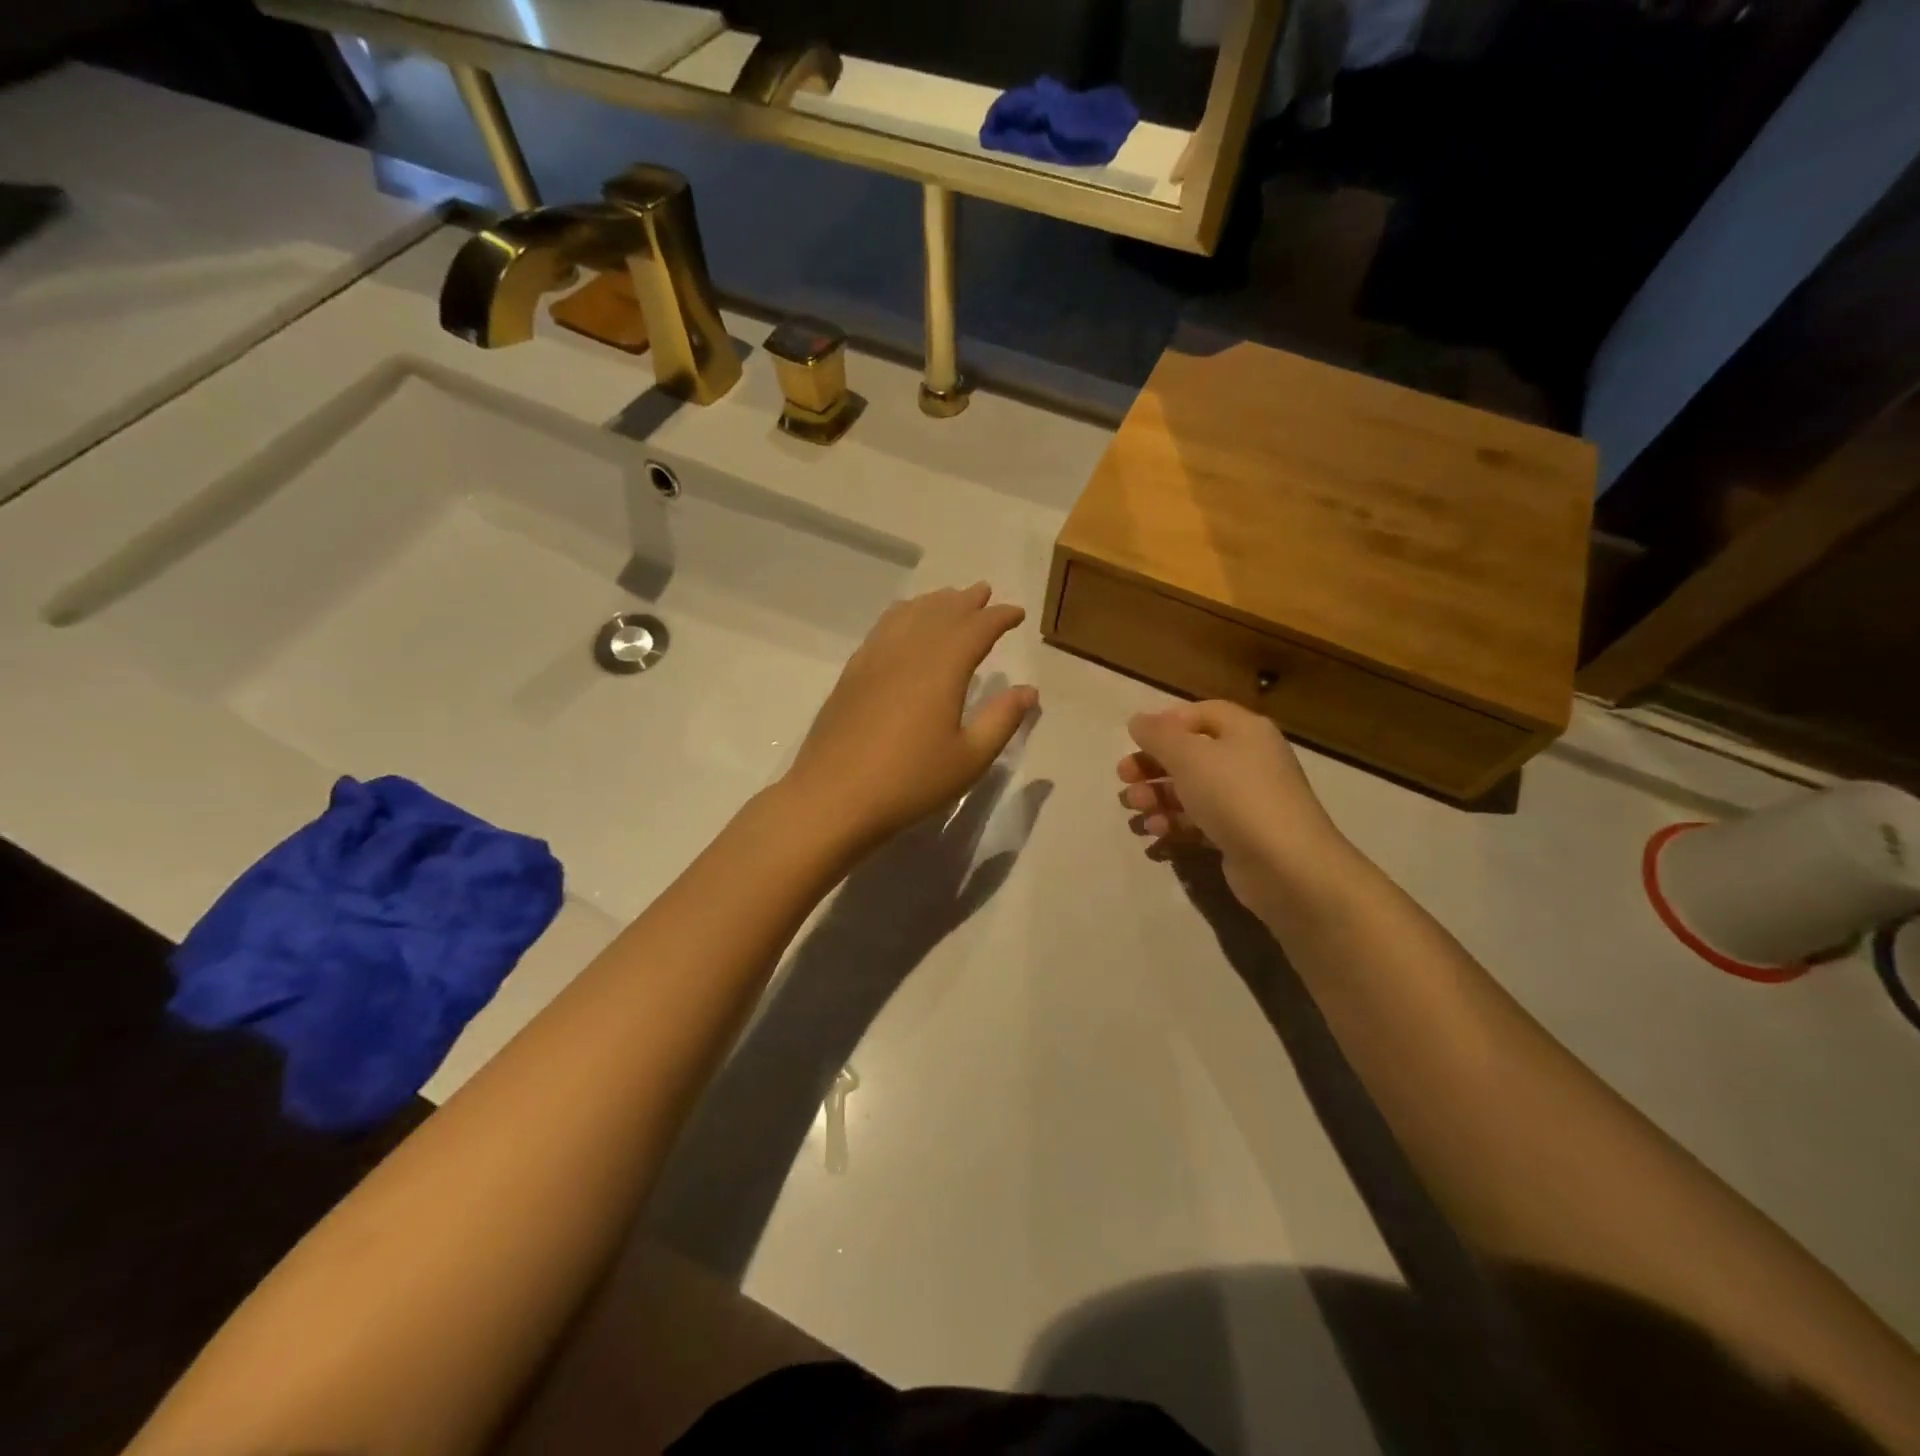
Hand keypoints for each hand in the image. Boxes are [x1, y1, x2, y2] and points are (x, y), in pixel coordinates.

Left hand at [783, 584, 1037, 850]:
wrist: (833, 797)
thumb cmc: (910, 781)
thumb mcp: (969, 758)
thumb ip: (1001, 720)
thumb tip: (1028, 690)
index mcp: (942, 667)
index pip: (976, 628)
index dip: (999, 617)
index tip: (1016, 612)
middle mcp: (908, 651)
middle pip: (940, 612)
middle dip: (965, 600)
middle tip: (984, 592)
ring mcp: (874, 659)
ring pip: (908, 615)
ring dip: (932, 602)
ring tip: (947, 599)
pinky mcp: (852, 674)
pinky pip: (882, 629)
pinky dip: (901, 616)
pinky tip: (902, 624)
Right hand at [1117, 701, 1347, 914]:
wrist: (1286, 866)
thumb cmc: (1235, 796)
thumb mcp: (1189, 756)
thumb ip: (1158, 735)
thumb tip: (1138, 720)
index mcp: (1244, 731)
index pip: (1200, 714)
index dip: (1166, 723)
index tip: (1135, 741)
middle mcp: (1248, 760)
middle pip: (1191, 754)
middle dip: (1153, 766)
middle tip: (1123, 780)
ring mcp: (1246, 800)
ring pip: (1191, 790)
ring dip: (1157, 797)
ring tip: (1135, 811)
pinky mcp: (1240, 835)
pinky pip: (1200, 821)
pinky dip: (1175, 823)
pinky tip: (1155, 833)